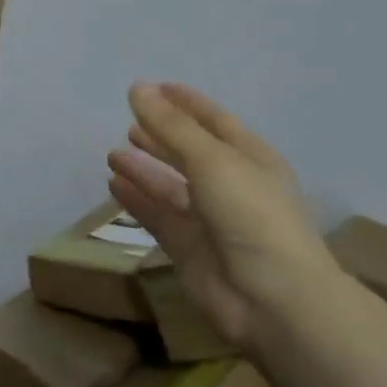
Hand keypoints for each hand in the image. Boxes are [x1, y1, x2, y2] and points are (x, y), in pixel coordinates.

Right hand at [106, 82, 338, 351]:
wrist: (273, 299)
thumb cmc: (251, 215)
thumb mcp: (211, 159)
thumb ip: (171, 125)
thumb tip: (137, 88)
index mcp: (250, 159)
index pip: (214, 121)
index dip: (186, 103)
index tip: (154, 87)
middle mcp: (230, 185)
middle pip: (189, 153)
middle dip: (161, 137)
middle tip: (129, 123)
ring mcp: (209, 219)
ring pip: (170, 186)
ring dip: (144, 169)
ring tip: (113, 154)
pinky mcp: (188, 248)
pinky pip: (157, 216)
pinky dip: (137, 200)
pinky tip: (113, 186)